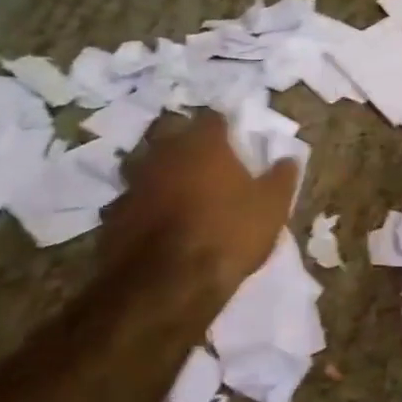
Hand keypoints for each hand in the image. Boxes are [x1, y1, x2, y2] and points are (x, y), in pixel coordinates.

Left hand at [100, 111, 296, 287]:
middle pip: (171, 135)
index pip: (213, 119)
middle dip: (185, 144)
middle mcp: (163, 153)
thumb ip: (281, 178)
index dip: (224, 129)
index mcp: (203, 143)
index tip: (234, 141)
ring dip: (159, 173)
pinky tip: (154, 222)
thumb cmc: (229, 233)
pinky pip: (131, 200)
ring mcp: (133, 183)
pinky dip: (142, 206)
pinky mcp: (113, 214)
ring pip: (145, 165)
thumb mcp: (272, 208)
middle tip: (203, 163)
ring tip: (176, 190)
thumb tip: (289, 159)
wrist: (168, 283)